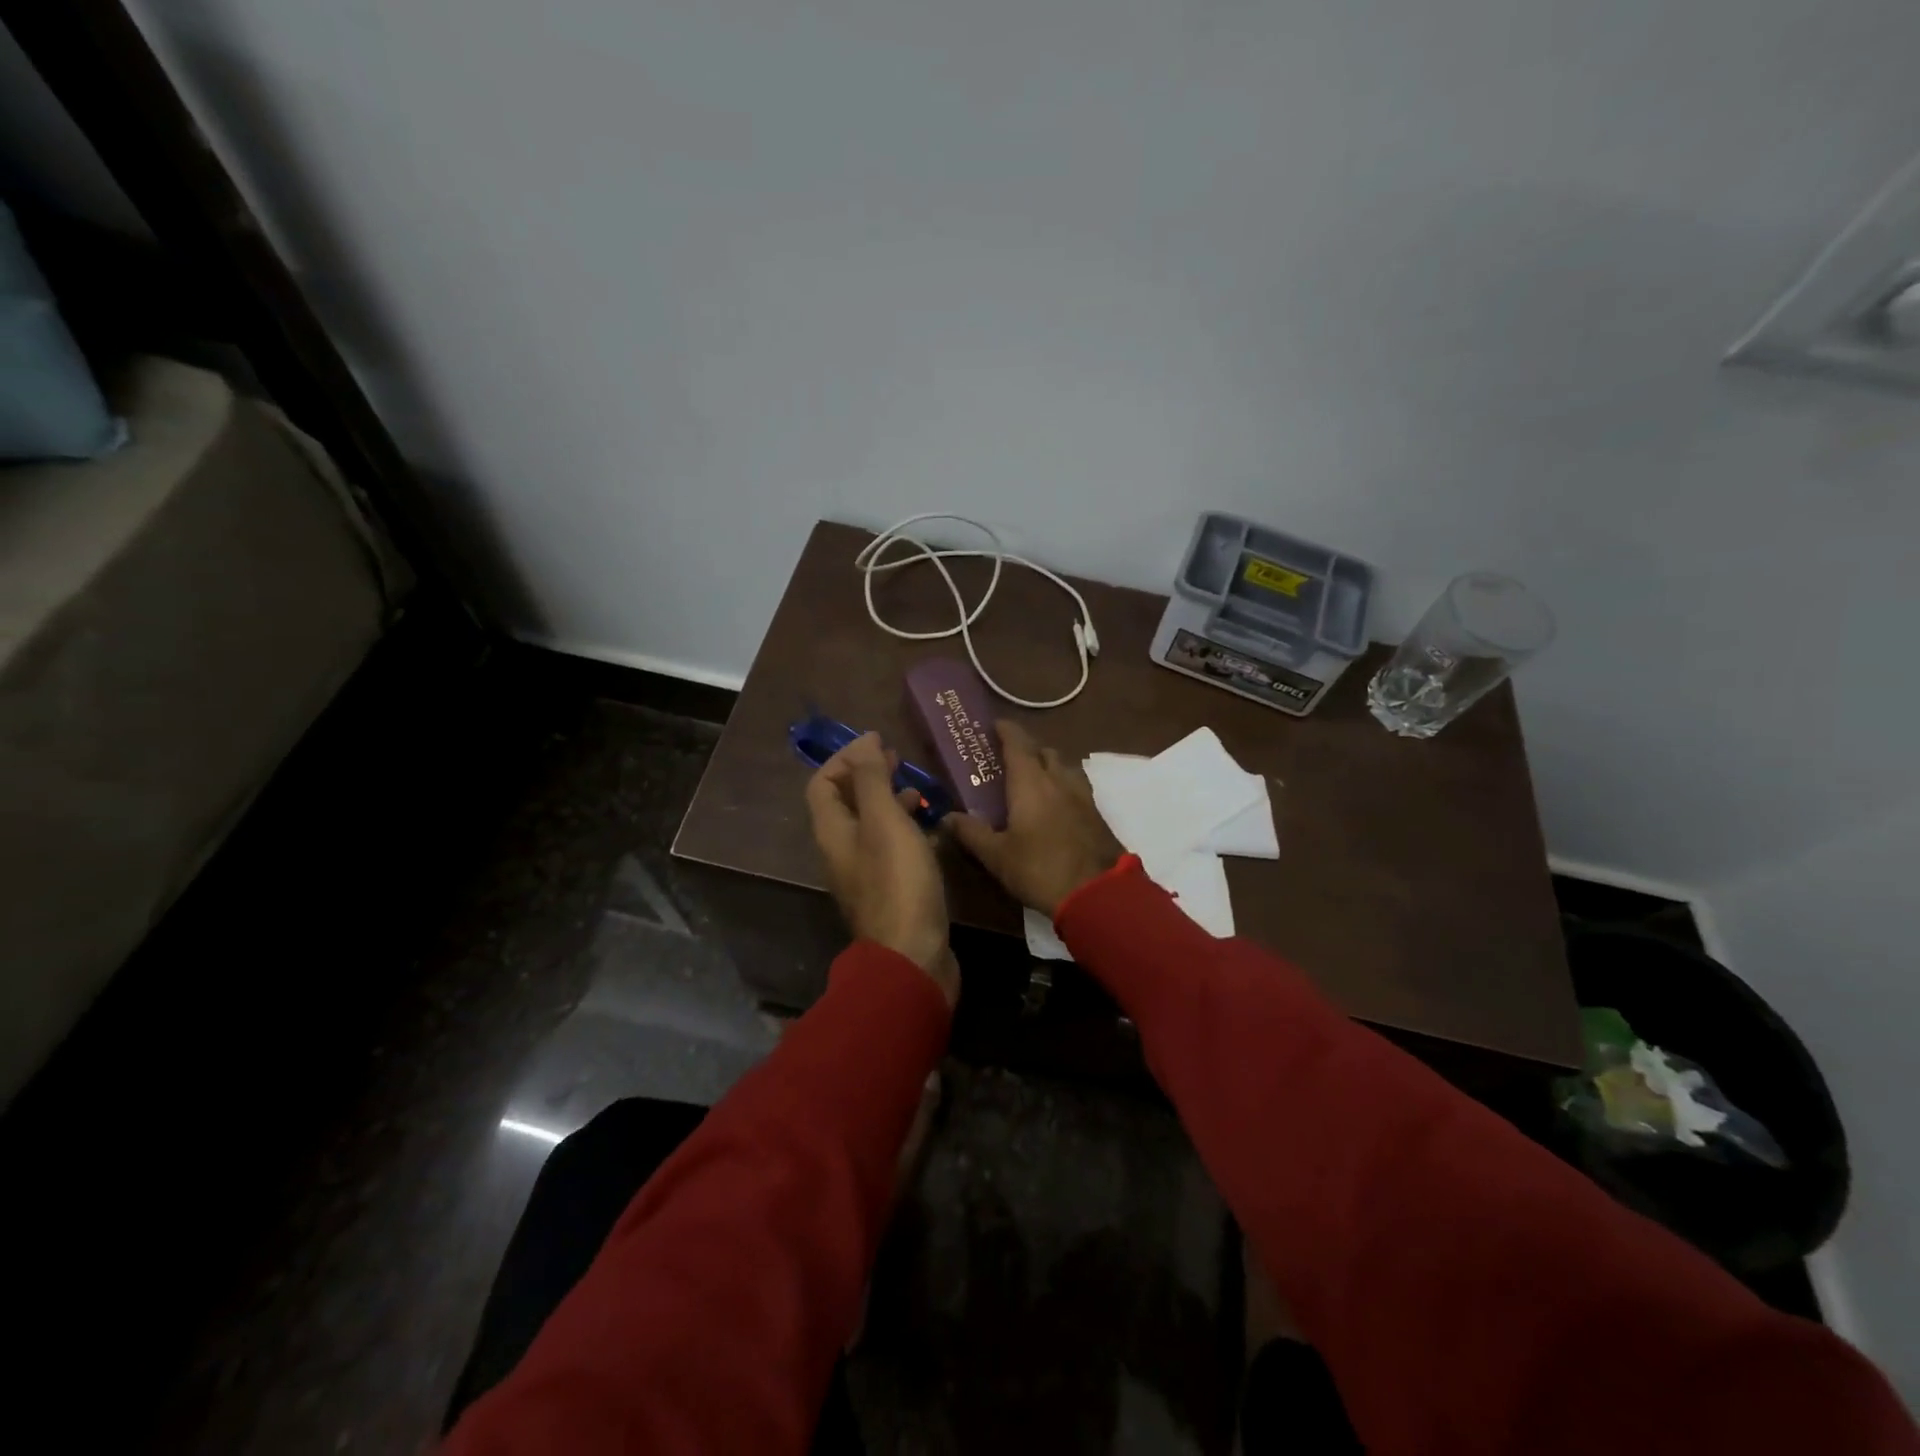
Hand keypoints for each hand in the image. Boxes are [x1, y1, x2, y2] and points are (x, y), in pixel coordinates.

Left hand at [805, 732, 958, 1005]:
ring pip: (871, 825)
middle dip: (868, 776)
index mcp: (833, 832)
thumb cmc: (898, 882)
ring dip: (888, 801)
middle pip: (845, 803)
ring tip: (918, 790)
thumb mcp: (884, 821)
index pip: (822, 784)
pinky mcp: (890, 890)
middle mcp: (842, 851)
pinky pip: (891, 848)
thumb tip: (864, 741)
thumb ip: (872, 780)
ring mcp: (865, 873)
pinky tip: (931, 828)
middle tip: (898, 760)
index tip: (877, 743)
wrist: (913, 956)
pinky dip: (905, 830)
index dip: (844, 759)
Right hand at [946, 720, 1123, 918]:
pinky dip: (1063, 785)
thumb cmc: (1040, 869)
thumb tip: (946, 817)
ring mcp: (1082, 796)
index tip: (995, 725)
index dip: (1006, 731)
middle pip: (1044, 751)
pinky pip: (1077, 786)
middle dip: (1027, 748)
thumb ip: (972, 833)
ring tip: (1035, 779)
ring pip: (1064, 767)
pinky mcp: (1097, 814)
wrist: (1098, 893)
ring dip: (1049, 765)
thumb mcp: (997, 856)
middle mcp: (1058, 780)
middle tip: (1009, 758)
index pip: (1018, 744)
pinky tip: (1057, 804)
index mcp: (1030, 783)